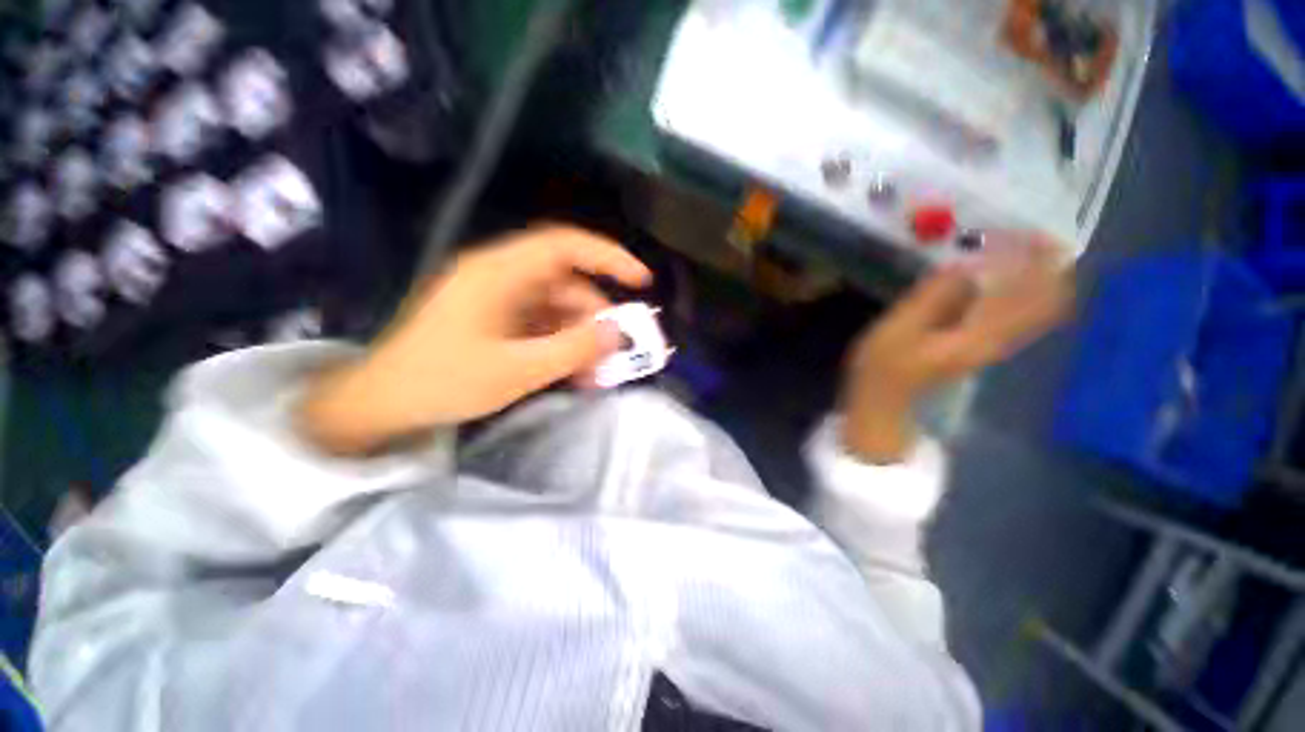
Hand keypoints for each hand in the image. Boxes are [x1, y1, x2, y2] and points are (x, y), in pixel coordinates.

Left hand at [299, 226, 651, 453]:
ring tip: (595, 374)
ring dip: (580, 338)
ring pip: (557, 309)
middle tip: (616, 352)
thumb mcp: (517, 370)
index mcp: (499, 272)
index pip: (565, 246)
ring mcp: (498, 300)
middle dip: (596, 318)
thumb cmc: (443, 381)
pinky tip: (574, 373)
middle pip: (566, 285)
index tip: (642, 281)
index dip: (609, 257)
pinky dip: (562, 345)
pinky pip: (542, 325)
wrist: (382, 405)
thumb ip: (572, 349)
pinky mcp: (496, 321)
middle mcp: (501, 277)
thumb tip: (616, 332)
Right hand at [841, 235, 1072, 462]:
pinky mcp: (980, 343)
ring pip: (1034, 307)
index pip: (1035, 297)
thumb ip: (932, 297)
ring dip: (1032, 275)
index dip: (1040, 264)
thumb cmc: (883, 366)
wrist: (883, 399)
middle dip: (1045, 266)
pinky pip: (1015, 312)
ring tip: (1014, 247)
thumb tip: (964, 266)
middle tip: (1028, 235)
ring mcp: (992, 343)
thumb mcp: (899, 328)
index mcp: (981, 336)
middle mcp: (999, 339)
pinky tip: (993, 275)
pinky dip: (1015, 289)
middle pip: (1047, 301)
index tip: (1030, 234)